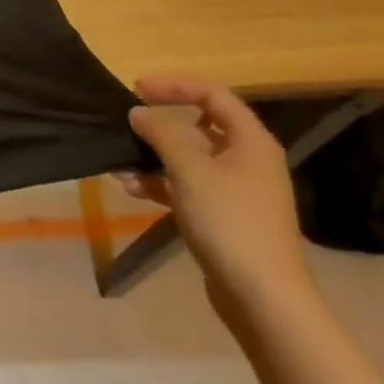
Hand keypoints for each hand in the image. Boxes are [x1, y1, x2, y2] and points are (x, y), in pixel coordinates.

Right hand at [116, 76, 313, 317]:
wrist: (263, 298)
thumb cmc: (230, 221)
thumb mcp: (190, 170)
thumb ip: (161, 134)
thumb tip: (138, 112)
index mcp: (250, 141)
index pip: (212, 94)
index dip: (174, 86)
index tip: (138, 89)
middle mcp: (247, 160)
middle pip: (198, 127)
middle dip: (158, 127)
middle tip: (127, 124)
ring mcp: (236, 190)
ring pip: (188, 159)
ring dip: (153, 159)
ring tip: (120, 165)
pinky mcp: (224, 216)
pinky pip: (187, 186)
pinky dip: (160, 183)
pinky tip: (130, 189)